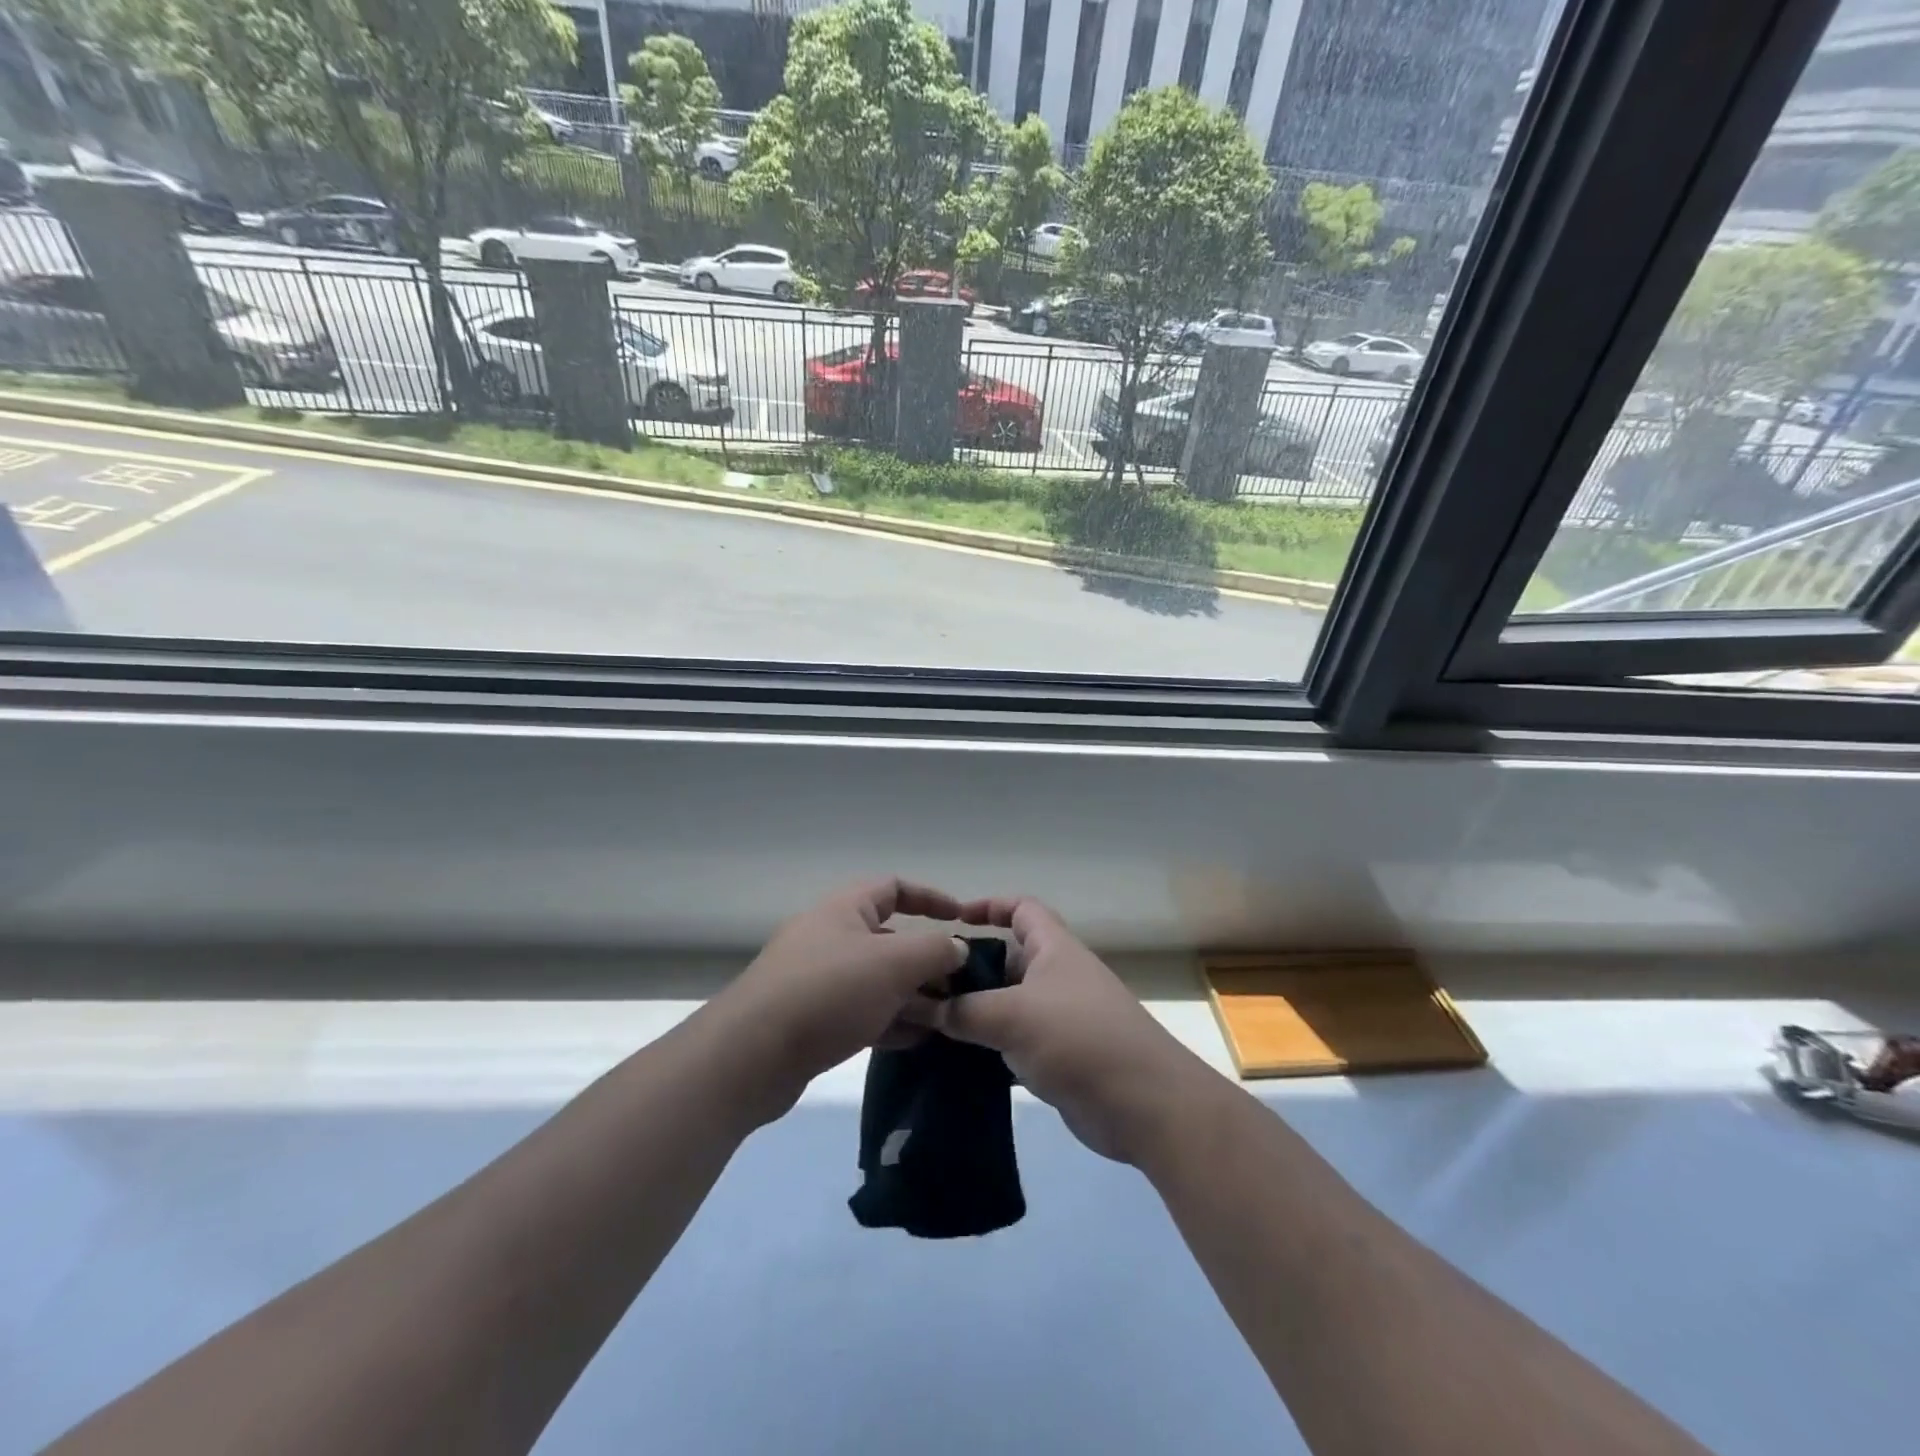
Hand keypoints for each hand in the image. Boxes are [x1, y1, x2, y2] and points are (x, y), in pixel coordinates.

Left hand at [712, 877, 966, 1120]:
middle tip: (960, 986)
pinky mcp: (810, 1020)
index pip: (893, 887)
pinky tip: (916, 1041)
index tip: (961, 918)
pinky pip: (860, 1012)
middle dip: (926, 960)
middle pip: (888, 939)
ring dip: (912, 996)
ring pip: (876, 980)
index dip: (930, 898)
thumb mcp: (893, 964)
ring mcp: (817, 980)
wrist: (750, 1055)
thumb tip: (957, 948)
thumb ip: (935, 950)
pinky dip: (890, 1021)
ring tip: (947, 1020)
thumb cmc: (828, 992)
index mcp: (844, 910)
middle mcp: (829, 937)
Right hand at [931, 897, 1207, 1163]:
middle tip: (924, 985)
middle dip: (968, 968)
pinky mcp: (1058, 1057)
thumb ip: (962, 1010)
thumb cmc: (1078, 1038)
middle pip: (1007, 959)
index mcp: (1054, 949)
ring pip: (1006, 1004)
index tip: (951, 920)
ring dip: (973, 1011)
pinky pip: (1014, 1041)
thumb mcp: (1012, 1016)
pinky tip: (955, 1060)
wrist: (1144, 1105)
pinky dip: (987, 1046)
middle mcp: (1057, 976)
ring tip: (927, 1024)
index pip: (1021, 909)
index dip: (989, 905)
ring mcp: (1059, 1018)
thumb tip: (918, 1005)